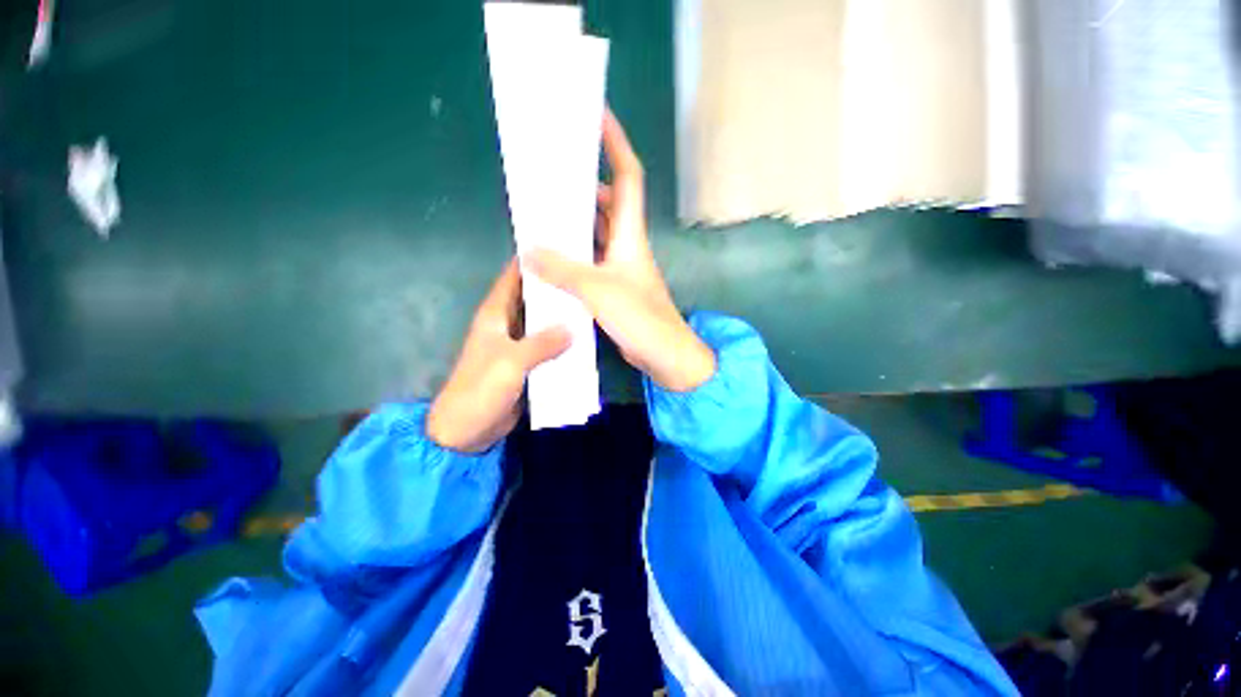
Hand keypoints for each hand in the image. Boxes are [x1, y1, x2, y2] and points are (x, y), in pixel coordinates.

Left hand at [427, 259, 570, 452]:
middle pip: (533, 297)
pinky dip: (563, 339)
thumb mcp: (511, 362)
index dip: (533, 260)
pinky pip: (549, 344)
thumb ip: (542, 343)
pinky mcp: (528, 362)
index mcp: (495, 314)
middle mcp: (508, 324)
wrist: (467, 429)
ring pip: (544, 321)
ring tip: (591, 300)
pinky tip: (584, 336)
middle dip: (555, 286)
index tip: (559, 245)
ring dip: (562, 314)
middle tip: (584, 274)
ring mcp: (519, 344)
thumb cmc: (481, 389)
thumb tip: (574, 326)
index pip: (514, 277)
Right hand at [526, 109, 715, 392]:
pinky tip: (553, 258)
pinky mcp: (616, 288)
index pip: (627, 177)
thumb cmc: (641, 319)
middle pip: (608, 203)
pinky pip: (592, 261)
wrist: (665, 355)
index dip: (615, 144)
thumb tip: (529, 249)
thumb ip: (564, 270)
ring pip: (598, 234)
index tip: (596, 115)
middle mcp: (627, 246)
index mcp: (630, 235)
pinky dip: (574, 255)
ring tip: (545, 214)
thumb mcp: (599, 291)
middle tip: (551, 177)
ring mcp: (622, 268)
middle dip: (583, 185)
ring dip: (576, 222)